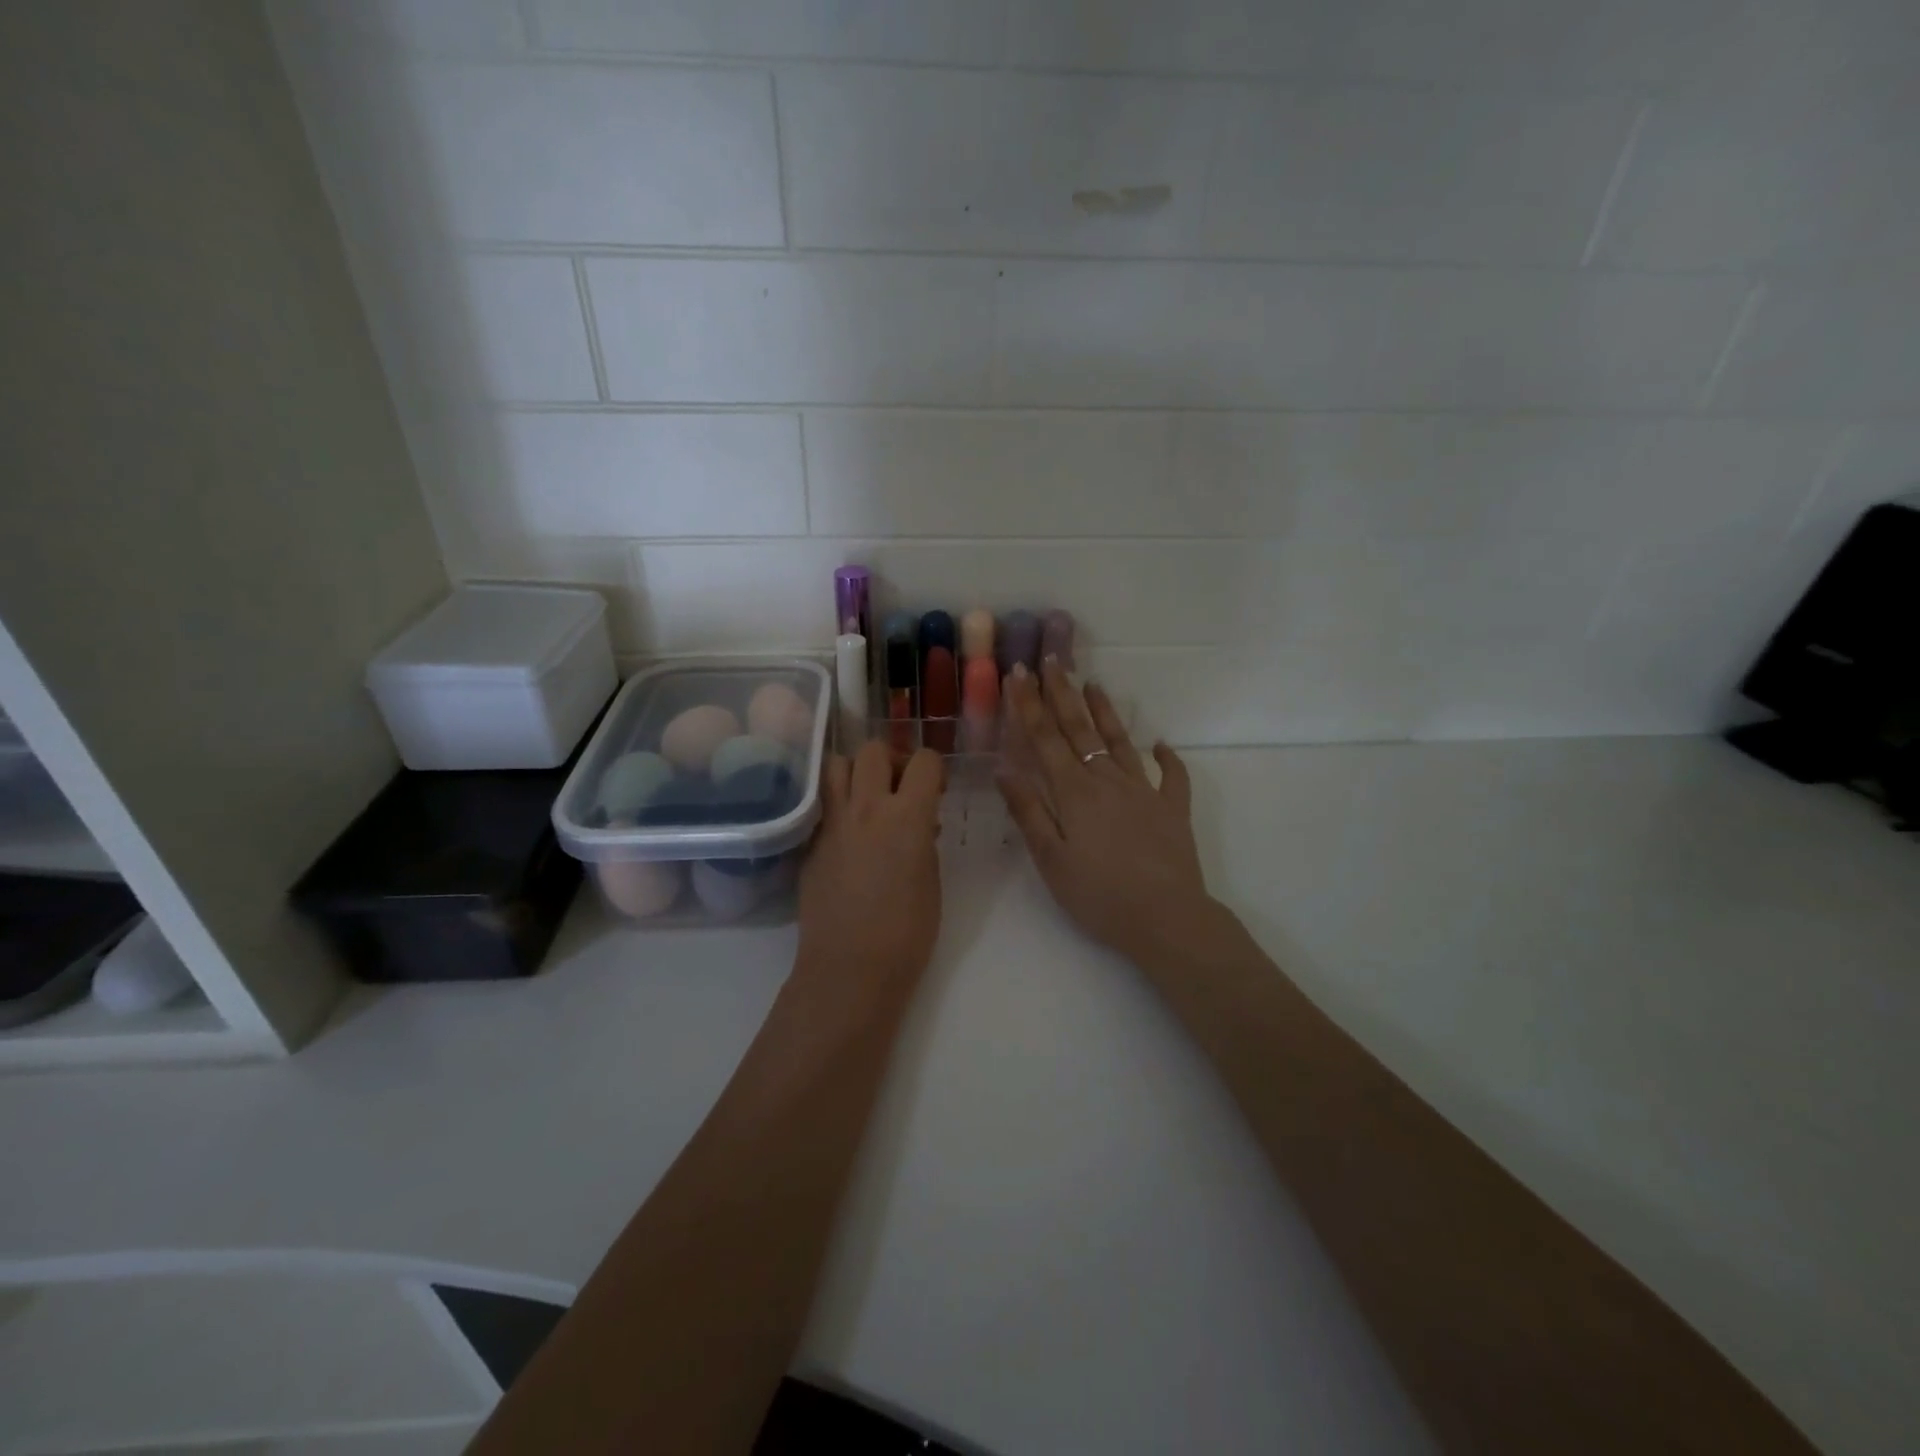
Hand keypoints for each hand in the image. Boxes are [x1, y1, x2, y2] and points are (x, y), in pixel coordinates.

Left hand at [797, 741, 944, 999]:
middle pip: (873, 749)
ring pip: (836, 765)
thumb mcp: (931, 879)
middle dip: (892, 759)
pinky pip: (824, 805)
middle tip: (900, 787)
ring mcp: (832, 824)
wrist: (850, 968)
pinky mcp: (810, 844)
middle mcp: (866, 809)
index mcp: (907, 817)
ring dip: (856, 773)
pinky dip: (838, 806)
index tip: (935, 790)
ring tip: (868, 799)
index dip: (933, 768)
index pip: (924, 760)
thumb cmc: (907, 933)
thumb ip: (924, 839)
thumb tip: (919, 823)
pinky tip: (849, 835)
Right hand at [998, 660, 1215, 968]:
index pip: (1045, 739)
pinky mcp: (1173, 810)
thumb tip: (1003, 769)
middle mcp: (1108, 781)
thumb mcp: (1051, 859)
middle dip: (1062, 694)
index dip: (1029, 705)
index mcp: (1075, 792)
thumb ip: (1028, 811)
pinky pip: (1171, 777)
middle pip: (1080, 730)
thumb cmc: (1099, 894)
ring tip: (1094, 684)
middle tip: (1051, 660)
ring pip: (1121, 742)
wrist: (1166, 918)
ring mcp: (1145, 792)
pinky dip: (1167, 758)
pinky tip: (1161, 744)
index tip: (1019, 673)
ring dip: (1106, 712)